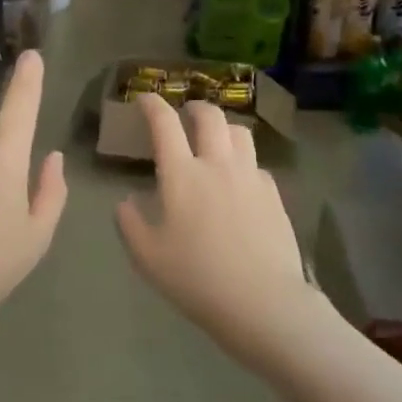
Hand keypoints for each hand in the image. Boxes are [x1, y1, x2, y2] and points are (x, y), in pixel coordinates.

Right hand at [115, 95, 322, 376]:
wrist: (262, 302)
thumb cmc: (196, 278)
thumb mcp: (147, 256)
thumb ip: (129, 222)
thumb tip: (127, 201)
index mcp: (181, 175)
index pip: (164, 124)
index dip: (152, 105)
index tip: (144, 99)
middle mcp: (218, 165)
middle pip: (210, 116)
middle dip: (194, 107)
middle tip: (184, 114)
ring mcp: (251, 178)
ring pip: (240, 133)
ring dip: (223, 128)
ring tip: (215, 140)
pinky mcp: (274, 195)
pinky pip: (257, 164)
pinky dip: (243, 161)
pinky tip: (238, 181)